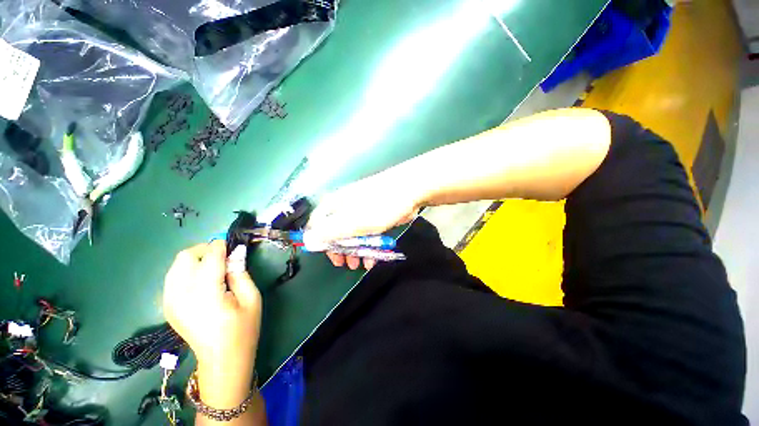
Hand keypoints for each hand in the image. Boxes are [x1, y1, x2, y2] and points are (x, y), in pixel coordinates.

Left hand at [163, 241, 261, 408]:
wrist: (221, 359)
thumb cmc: (243, 329)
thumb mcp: (251, 298)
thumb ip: (241, 273)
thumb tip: (235, 254)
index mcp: (206, 294)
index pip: (209, 258)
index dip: (221, 247)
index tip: (233, 245)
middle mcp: (181, 295)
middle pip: (185, 257)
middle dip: (205, 250)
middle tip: (223, 257)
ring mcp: (170, 302)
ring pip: (176, 265)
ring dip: (195, 260)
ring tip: (213, 267)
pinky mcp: (167, 306)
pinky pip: (173, 278)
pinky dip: (186, 271)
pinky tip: (201, 281)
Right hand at [305, 170, 421, 269]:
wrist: (409, 190)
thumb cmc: (378, 207)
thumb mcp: (352, 223)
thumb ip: (328, 233)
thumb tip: (306, 240)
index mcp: (334, 205)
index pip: (317, 225)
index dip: (321, 243)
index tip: (330, 257)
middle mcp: (344, 206)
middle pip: (336, 231)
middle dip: (341, 250)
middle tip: (346, 264)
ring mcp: (360, 210)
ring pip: (352, 233)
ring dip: (355, 250)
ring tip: (361, 265)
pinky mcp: (374, 214)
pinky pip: (366, 232)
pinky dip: (368, 245)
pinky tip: (373, 258)